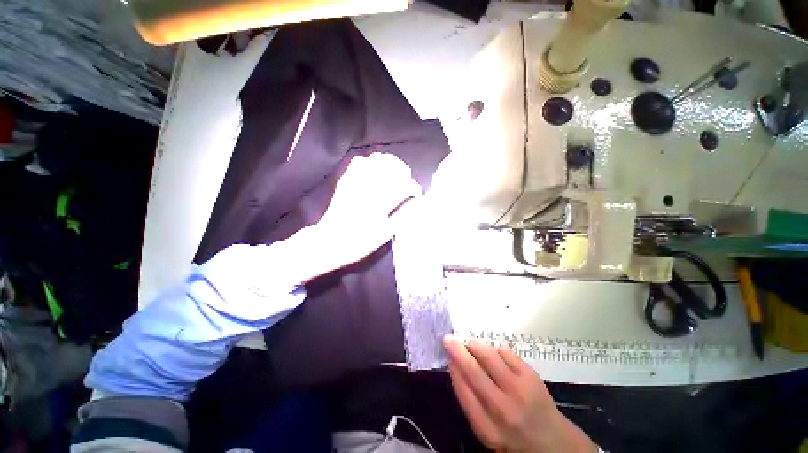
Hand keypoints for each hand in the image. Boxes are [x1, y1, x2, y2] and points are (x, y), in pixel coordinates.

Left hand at [311, 153, 419, 268]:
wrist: (330, 242)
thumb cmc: (360, 242)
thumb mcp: (385, 234)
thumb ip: (403, 216)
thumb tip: (416, 203)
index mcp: (380, 203)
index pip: (404, 187)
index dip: (413, 188)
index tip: (416, 194)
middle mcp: (369, 188)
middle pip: (391, 167)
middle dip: (403, 171)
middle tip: (406, 180)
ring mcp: (355, 182)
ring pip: (376, 160)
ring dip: (388, 163)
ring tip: (393, 171)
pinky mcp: (345, 181)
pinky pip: (358, 162)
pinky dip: (369, 161)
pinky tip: (374, 169)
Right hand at [444, 336, 596, 452]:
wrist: (553, 442)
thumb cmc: (513, 436)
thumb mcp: (487, 430)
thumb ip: (471, 402)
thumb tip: (456, 366)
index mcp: (488, 429)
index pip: (463, 391)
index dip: (453, 369)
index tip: (447, 356)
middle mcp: (503, 409)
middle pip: (474, 371)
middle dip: (458, 351)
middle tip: (448, 339)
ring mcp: (519, 391)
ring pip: (489, 356)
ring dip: (475, 346)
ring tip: (471, 346)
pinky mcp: (531, 377)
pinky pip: (505, 352)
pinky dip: (495, 349)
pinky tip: (495, 356)